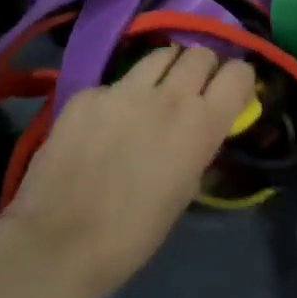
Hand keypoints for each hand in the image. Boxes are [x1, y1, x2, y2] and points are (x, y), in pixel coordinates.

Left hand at [1, 45, 255, 297]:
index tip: (232, 92)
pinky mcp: (88, 93)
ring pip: (159, 55)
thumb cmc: (132, 236)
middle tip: (192, 90)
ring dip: (165, 70)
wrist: (58, 244)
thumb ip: (197, 149)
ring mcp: (124, 89)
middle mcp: (169, 96)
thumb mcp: (183, 192)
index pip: (238, 73)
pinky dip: (118, 97)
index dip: (238, 80)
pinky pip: (114, 83)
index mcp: (200, 125)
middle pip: (199, 53)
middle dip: (202, 68)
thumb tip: (200, 131)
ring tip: (153, 94)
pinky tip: (104, 124)